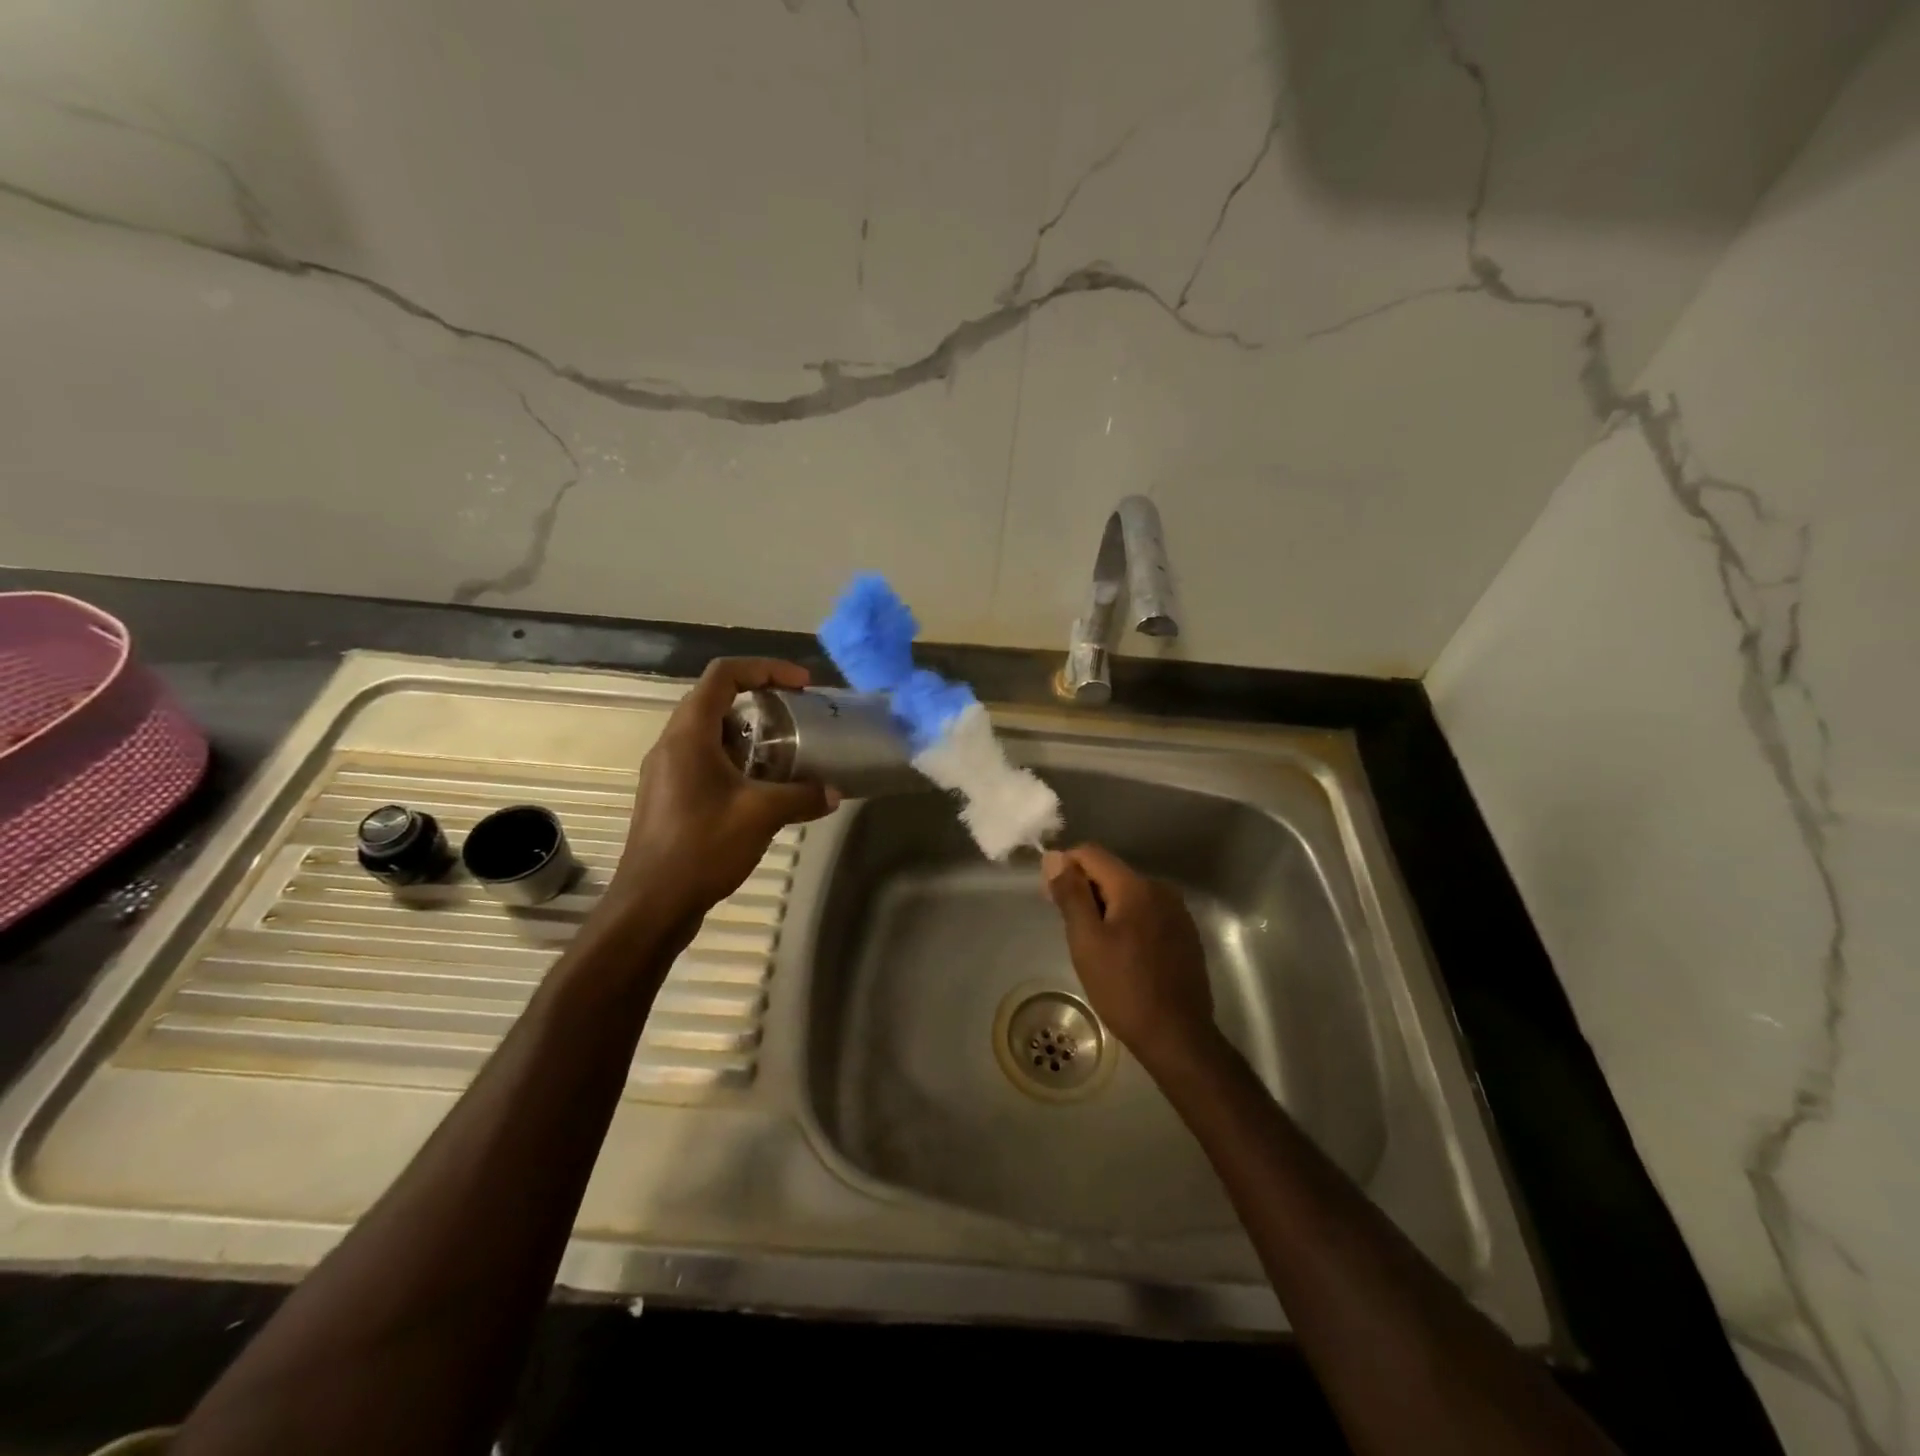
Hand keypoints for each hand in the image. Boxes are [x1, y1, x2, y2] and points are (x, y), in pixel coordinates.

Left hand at [606, 658, 839, 936]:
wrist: (651, 905)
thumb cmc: (701, 847)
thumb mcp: (761, 816)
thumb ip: (802, 796)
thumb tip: (834, 792)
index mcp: (688, 735)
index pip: (724, 675)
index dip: (766, 668)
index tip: (802, 685)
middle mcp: (672, 744)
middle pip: (717, 700)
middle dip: (762, 701)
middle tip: (797, 716)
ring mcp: (667, 772)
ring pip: (712, 734)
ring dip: (751, 735)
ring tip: (788, 753)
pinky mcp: (670, 797)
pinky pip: (707, 761)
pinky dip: (738, 762)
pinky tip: (764, 790)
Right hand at [1041, 844, 1216, 1073]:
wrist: (1177, 1036)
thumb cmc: (1123, 988)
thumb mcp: (1086, 940)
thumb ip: (1071, 894)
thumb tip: (1055, 857)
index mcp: (1136, 886)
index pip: (1091, 853)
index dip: (1065, 867)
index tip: (1051, 898)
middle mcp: (1161, 889)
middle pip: (1111, 872)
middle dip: (1085, 889)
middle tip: (1069, 928)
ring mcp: (1177, 912)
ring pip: (1129, 893)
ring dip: (1105, 907)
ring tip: (1093, 944)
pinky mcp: (1185, 933)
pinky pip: (1146, 912)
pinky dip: (1127, 921)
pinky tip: (1121, 953)